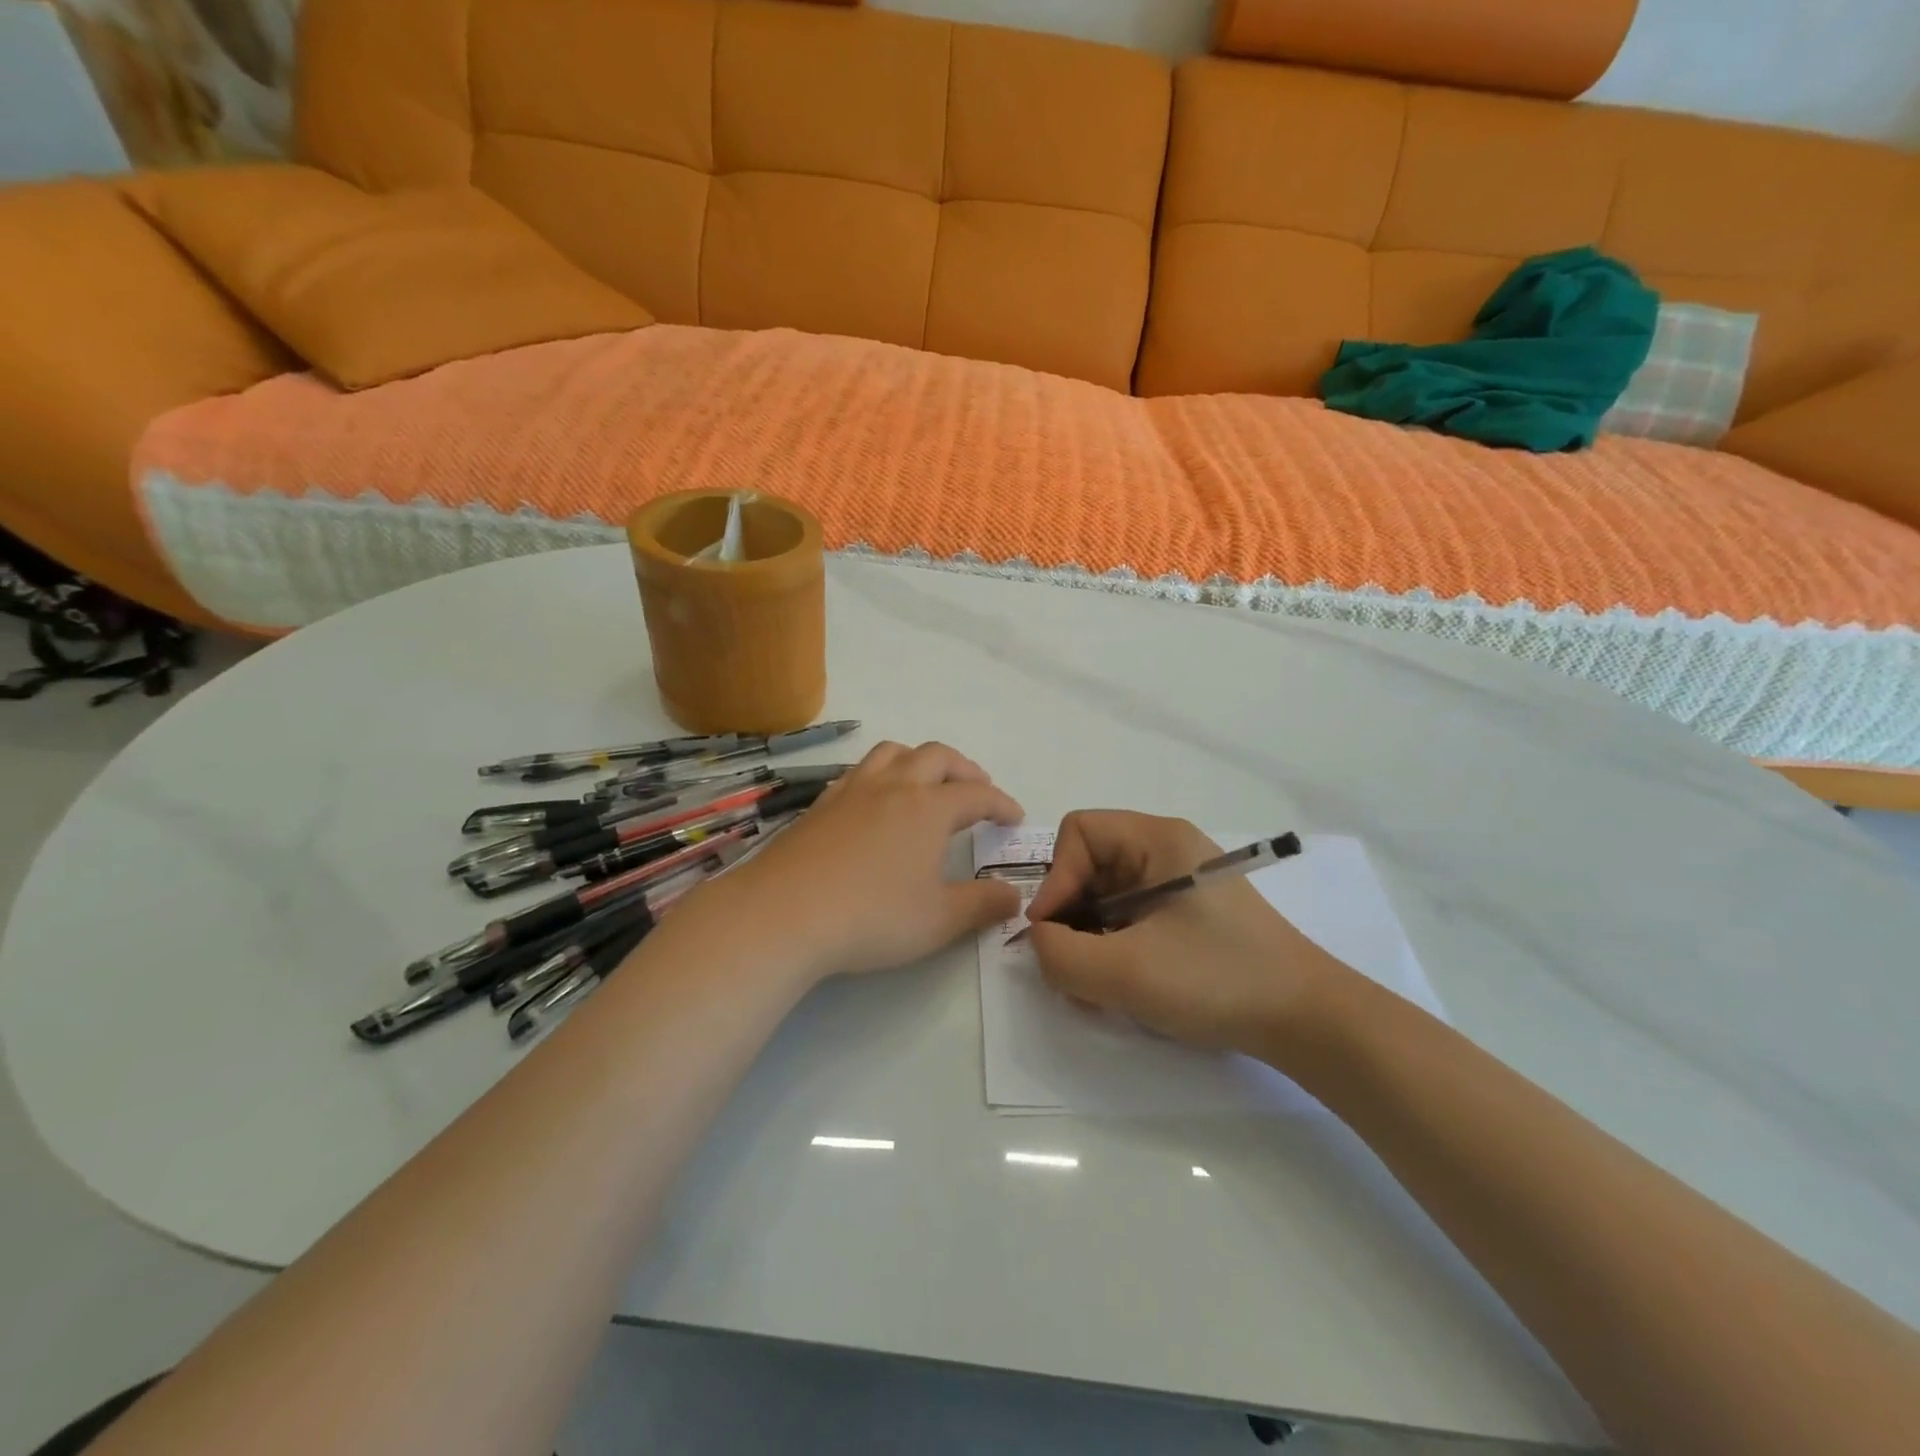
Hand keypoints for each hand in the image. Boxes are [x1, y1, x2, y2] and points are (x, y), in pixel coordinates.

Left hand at [706, 741, 1023, 984]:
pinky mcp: (821, 804)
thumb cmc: (872, 917)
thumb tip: (1014, 896)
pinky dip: (881, 774)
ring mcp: (852, 790)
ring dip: (920, 759)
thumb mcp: (939, 920)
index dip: (1001, 803)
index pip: (977, 795)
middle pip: (937, 756)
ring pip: (893, 752)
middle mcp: (893, 787)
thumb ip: (982, 905)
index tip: (1015, 816)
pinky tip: (875, 800)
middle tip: (976, 789)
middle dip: (964, 769)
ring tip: (927, 782)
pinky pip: (859, 771)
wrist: (783, 913)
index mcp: (928, 809)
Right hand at [1025, 811, 1348, 1057]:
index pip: (1079, 832)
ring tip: (1097, 988)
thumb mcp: (1126, 971)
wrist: (1309, 1022)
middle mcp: (1167, 852)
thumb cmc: (1217, 980)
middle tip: (1071, 968)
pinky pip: (1128, 920)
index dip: (1057, 878)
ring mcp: (1179, 886)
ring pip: (1105, 898)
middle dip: (1070, 916)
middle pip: (1089, 866)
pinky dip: (1113, 950)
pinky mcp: (1187, 918)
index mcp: (1158, 840)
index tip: (1055, 931)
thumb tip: (1040, 940)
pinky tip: (1122, 989)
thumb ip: (1060, 954)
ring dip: (1088, 940)